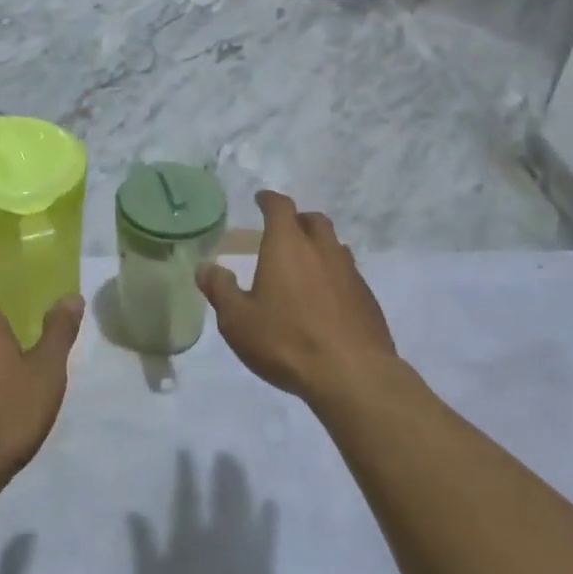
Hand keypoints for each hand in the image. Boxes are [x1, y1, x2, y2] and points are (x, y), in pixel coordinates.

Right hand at [198, 192, 398, 404]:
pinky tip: (324, 298)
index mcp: (288, 245)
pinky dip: (333, 274)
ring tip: (304, 265)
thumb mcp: (238, 320)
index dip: (269, 200)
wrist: (352, 374)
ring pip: (334, 245)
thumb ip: (220, 289)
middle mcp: (322, 249)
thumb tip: (205, 267)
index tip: (261, 199)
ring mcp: (350, 272)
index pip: (280, 207)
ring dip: (318, 246)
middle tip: (283, 232)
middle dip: (297, 220)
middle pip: (313, 220)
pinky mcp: (367, 297)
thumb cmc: (286, 341)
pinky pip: (347, 273)